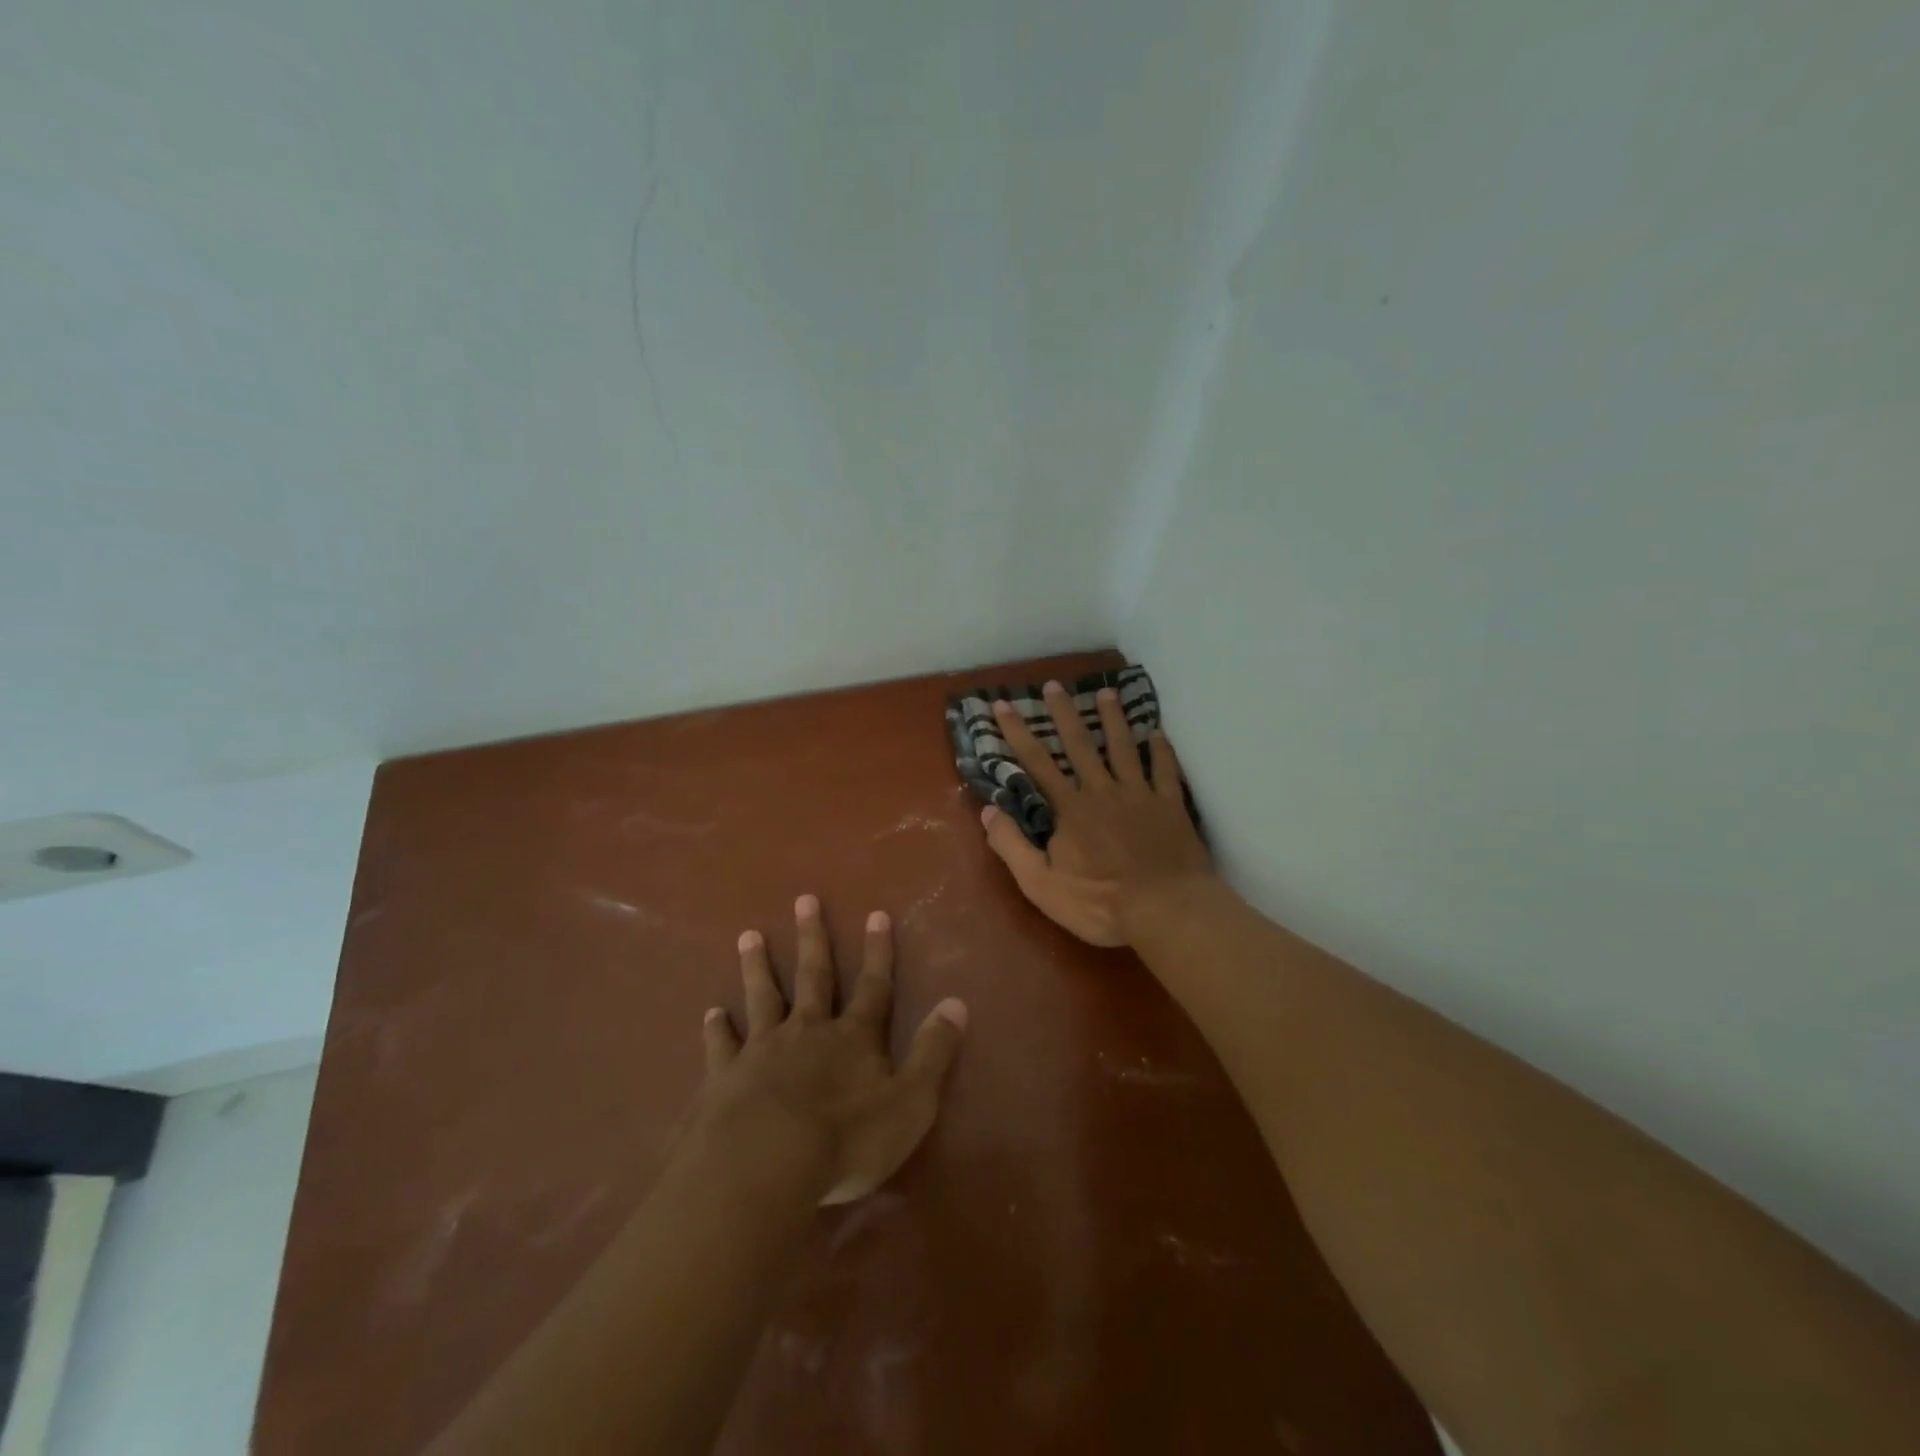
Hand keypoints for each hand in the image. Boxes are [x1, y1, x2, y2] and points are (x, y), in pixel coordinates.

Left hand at [696, 895, 967, 1204]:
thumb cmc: (846, 1140)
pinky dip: (717, 1028)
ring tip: (748, 935)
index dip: (878, 952)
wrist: (763, 1165)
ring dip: (757, 967)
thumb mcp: (910, 1102)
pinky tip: (712, 1012)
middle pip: (813, 977)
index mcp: (853, 1038)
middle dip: (813, 939)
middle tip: (804, 900)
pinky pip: (721, 1044)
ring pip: (762, 997)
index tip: (876, 914)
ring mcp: (762, 1050)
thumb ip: (933, 1052)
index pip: (873, 986)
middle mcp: (808, 1031)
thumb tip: (957, 1002)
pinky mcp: (724, 1076)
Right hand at [979, 681, 1214, 946]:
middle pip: (1080, 745)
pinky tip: (1157, 733)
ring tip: (1106, 693)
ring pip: (1124, 748)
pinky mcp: (1170, 806)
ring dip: (1113, 719)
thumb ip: (1012, 846)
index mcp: (1070, 808)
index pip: (1037, 763)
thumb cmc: (1100, 903)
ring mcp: (1140, 795)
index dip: (1017, 733)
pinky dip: (1161, 750)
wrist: (1166, 910)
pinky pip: (1164, 770)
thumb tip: (988, 812)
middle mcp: (1103, 791)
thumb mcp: (1041, 885)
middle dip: (1064, 713)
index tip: (1002, 705)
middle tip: (1055, 685)